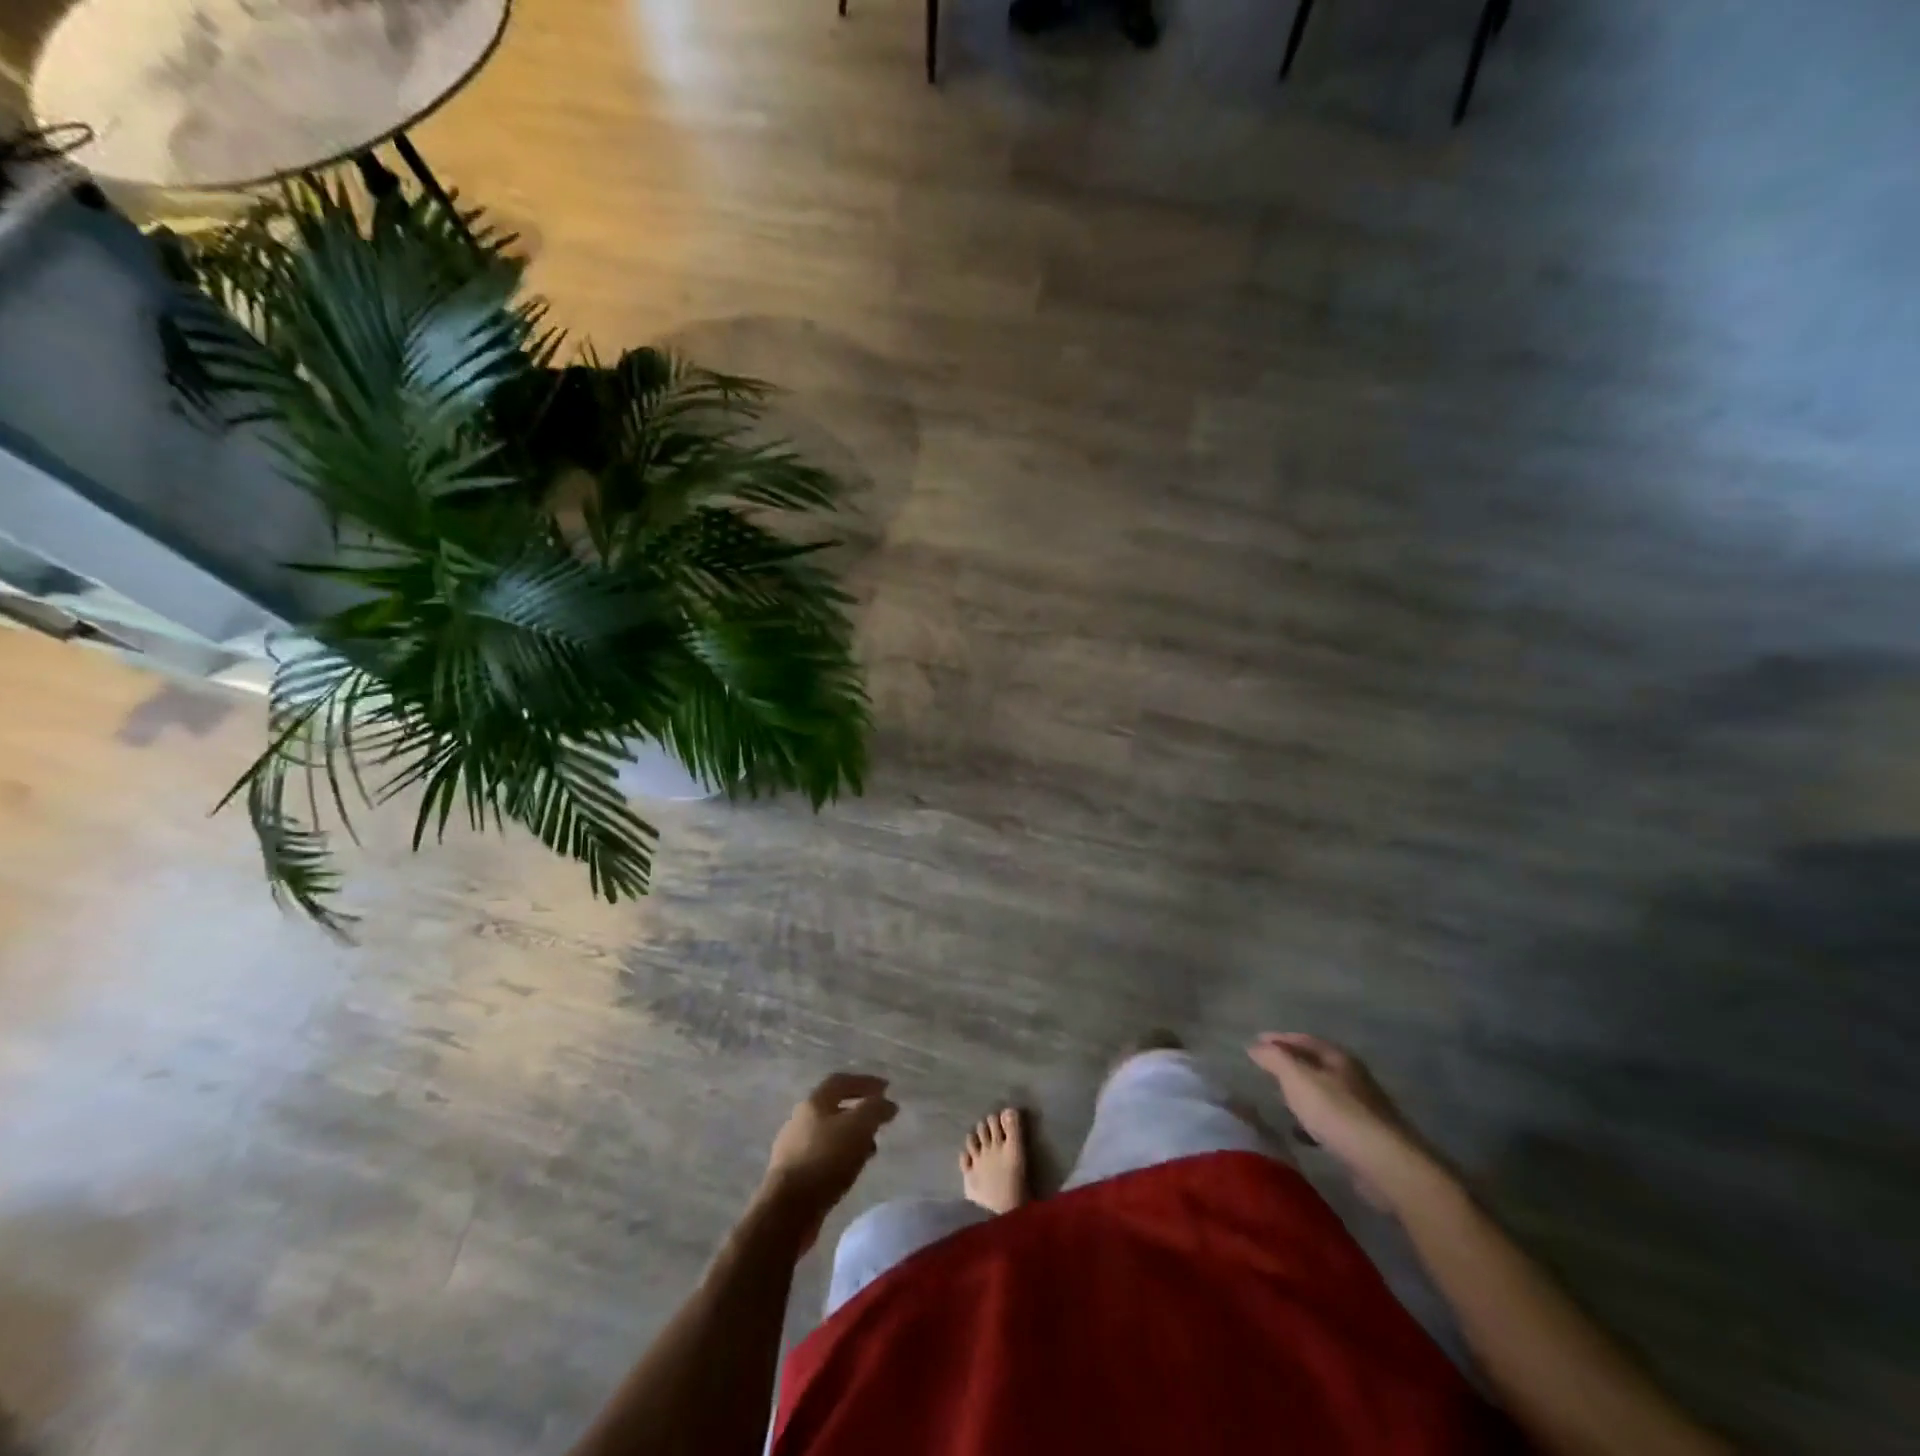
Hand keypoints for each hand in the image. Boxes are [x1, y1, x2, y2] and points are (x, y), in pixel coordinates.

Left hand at [760, 1072, 898, 1249]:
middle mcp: (799, 1119)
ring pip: (829, 1134)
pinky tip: (851, 1170)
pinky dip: (841, 1156)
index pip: (841, 1081)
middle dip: (859, 1111)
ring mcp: (793, 1148)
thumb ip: (875, 1109)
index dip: (864, 1081)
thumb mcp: (858, 1127)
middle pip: (833, 1107)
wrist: (787, 1210)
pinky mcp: (793, 1174)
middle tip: (879, 1120)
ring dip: (851, 1136)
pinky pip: (823, 1156)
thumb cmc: (825, 1159)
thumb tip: (888, 1103)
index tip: (886, 1088)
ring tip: (871, 1148)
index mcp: (814, 1102)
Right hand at [1247, 1033, 1436, 1209]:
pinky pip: (1331, 1120)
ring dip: (1302, 1095)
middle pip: (1316, 1064)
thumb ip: (1275, 1059)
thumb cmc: (1337, 1113)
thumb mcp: (1297, 1079)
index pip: (1303, 1039)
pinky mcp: (1365, 1137)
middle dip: (1291, 1065)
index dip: (1278, 1039)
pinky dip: (1313, 1121)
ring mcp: (1362, 1108)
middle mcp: (1353, 1078)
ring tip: (1280, 1101)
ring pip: (1324, 1093)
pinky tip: (1302, 1133)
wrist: (1386, 1164)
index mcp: (1338, 1058)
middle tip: (1265, 1069)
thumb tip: (1255, 1046)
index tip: (1255, 1042)